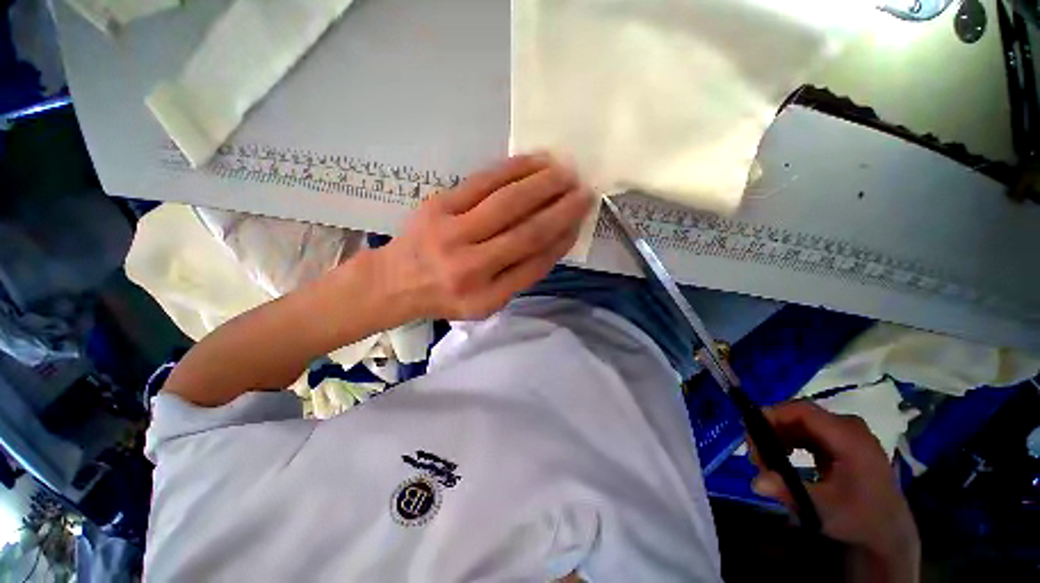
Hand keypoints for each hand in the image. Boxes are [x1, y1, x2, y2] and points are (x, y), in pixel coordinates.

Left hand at [378, 154, 592, 320]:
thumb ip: (521, 276)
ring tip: (566, 173)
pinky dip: (514, 169)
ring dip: (544, 185)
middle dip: (561, 209)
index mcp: (485, 297)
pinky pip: (484, 181)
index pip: (535, 263)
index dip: (562, 239)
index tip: (580, 222)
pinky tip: (536, 161)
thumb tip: (557, 238)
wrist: (396, 281)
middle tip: (584, 191)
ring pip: (509, 202)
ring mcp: (452, 232)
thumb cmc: (447, 296)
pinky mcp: (439, 204)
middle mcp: (471, 267)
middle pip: (527, 231)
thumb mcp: (487, 303)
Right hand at [750, 401, 919, 581]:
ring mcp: (847, 433)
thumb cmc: (860, 518)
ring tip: (766, 459)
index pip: (803, 410)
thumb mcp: (824, 510)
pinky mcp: (842, 442)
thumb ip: (790, 492)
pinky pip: (808, 432)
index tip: (750, 432)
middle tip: (755, 453)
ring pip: (800, 422)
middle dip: (771, 429)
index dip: (773, 415)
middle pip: (799, 415)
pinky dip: (790, 441)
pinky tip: (784, 458)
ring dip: (778, 436)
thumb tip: (755, 482)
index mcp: (849, 437)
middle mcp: (848, 427)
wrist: (890, 533)